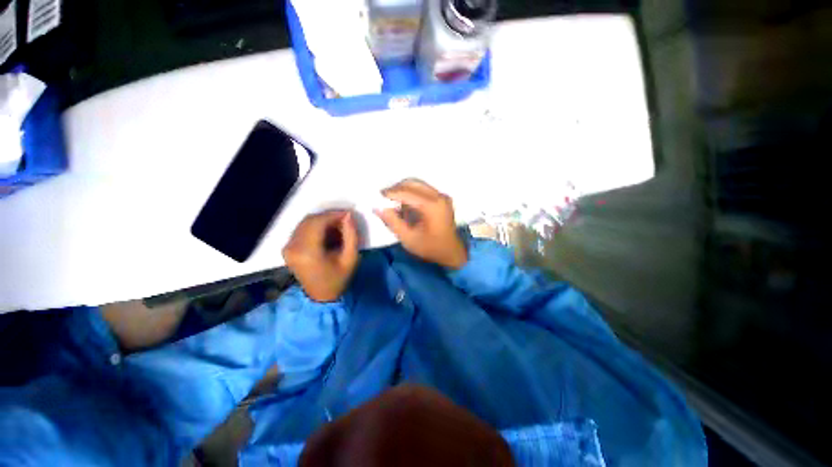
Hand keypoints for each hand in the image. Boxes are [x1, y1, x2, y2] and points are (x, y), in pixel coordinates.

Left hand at [283, 210, 359, 301]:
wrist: (321, 296)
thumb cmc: (338, 279)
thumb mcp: (351, 258)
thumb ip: (351, 235)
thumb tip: (348, 216)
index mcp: (308, 252)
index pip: (318, 223)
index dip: (333, 215)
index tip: (347, 214)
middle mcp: (293, 247)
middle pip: (310, 220)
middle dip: (328, 216)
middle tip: (344, 220)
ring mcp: (288, 247)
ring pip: (305, 223)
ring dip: (322, 221)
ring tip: (338, 226)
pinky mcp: (287, 248)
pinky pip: (301, 229)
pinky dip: (315, 226)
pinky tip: (327, 232)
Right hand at [375, 179, 467, 268]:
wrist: (452, 252)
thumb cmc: (430, 248)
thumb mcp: (408, 239)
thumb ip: (393, 222)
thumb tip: (378, 208)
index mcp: (432, 206)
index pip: (407, 192)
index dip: (391, 192)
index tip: (378, 196)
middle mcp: (439, 196)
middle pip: (413, 183)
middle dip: (397, 188)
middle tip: (385, 197)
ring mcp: (443, 196)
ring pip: (419, 184)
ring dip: (405, 189)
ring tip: (394, 200)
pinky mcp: (443, 198)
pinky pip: (425, 189)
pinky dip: (413, 192)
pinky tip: (406, 203)